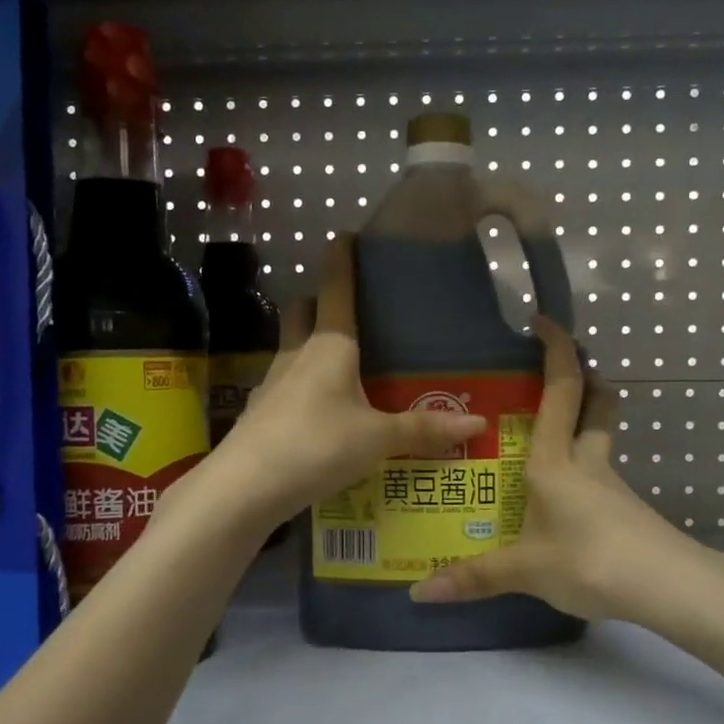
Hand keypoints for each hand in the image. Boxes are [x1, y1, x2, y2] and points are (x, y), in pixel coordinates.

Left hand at [201, 236, 487, 525]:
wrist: (244, 488)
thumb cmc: (316, 446)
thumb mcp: (377, 440)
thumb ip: (423, 430)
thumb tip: (478, 423)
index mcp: (329, 346)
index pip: (337, 289)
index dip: (341, 259)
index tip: (345, 234)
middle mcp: (297, 355)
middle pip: (302, 311)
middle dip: (319, 302)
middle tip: (348, 311)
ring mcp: (273, 384)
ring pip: (291, 348)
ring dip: (311, 346)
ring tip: (343, 366)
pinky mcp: (261, 414)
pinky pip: (287, 387)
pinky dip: (304, 388)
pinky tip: (322, 412)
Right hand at [410, 319, 684, 621]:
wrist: (668, 587)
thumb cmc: (589, 559)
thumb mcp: (526, 570)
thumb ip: (474, 577)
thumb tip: (418, 593)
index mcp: (556, 461)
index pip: (562, 390)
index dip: (556, 350)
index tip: (543, 321)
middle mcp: (587, 462)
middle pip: (597, 405)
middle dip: (584, 380)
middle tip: (556, 378)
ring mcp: (612, 486)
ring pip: (599, 441)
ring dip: (582, 428)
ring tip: (542, 448)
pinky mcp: (626, 512)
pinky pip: (600, 479)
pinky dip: (583, 474)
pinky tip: (563, 504)